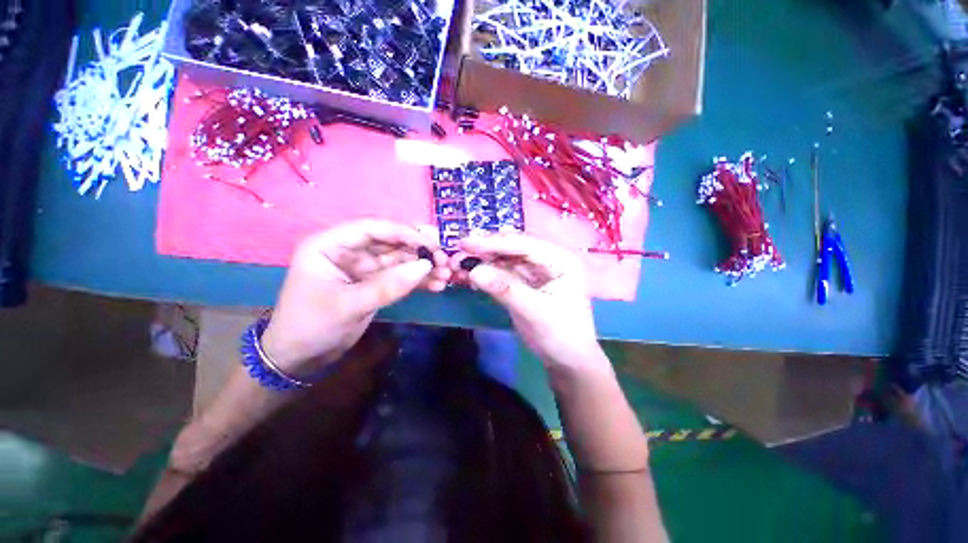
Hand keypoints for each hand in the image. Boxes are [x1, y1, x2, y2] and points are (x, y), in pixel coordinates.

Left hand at [261, 219, 450, 374]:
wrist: (301, 358)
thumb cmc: (312, 326)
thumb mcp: (348, 305)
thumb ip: (388, 285)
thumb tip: (426, 266)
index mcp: (330, 245)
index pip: (371, 228)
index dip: (403, 232)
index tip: (430, 244)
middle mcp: (349, 251)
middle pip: (390, 242)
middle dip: (418, 251)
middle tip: (444, 260)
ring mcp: (364, 268)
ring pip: (399, 260)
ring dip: (423, 266)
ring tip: (445, 275)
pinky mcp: (375, 284)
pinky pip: (400, 277)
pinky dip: (418, 280)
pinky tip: (436, 285)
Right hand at [452, 233, 605, 371]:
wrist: (567, 360)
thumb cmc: (560, 335)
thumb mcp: (534, 311)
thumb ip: (505, 288)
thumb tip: (473, 271)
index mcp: (560, 259)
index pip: (523, 244)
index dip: (493, 242)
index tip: (465, 243)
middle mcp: (548, 259)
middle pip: (513, 248)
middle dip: (487, 249)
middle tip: (460, 250)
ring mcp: (536, 271)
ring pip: (506, 259)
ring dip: (484, 260)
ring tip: (461, 261)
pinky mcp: (525, 283)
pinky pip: (504, 272)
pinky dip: (488, 273)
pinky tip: (473, 274)